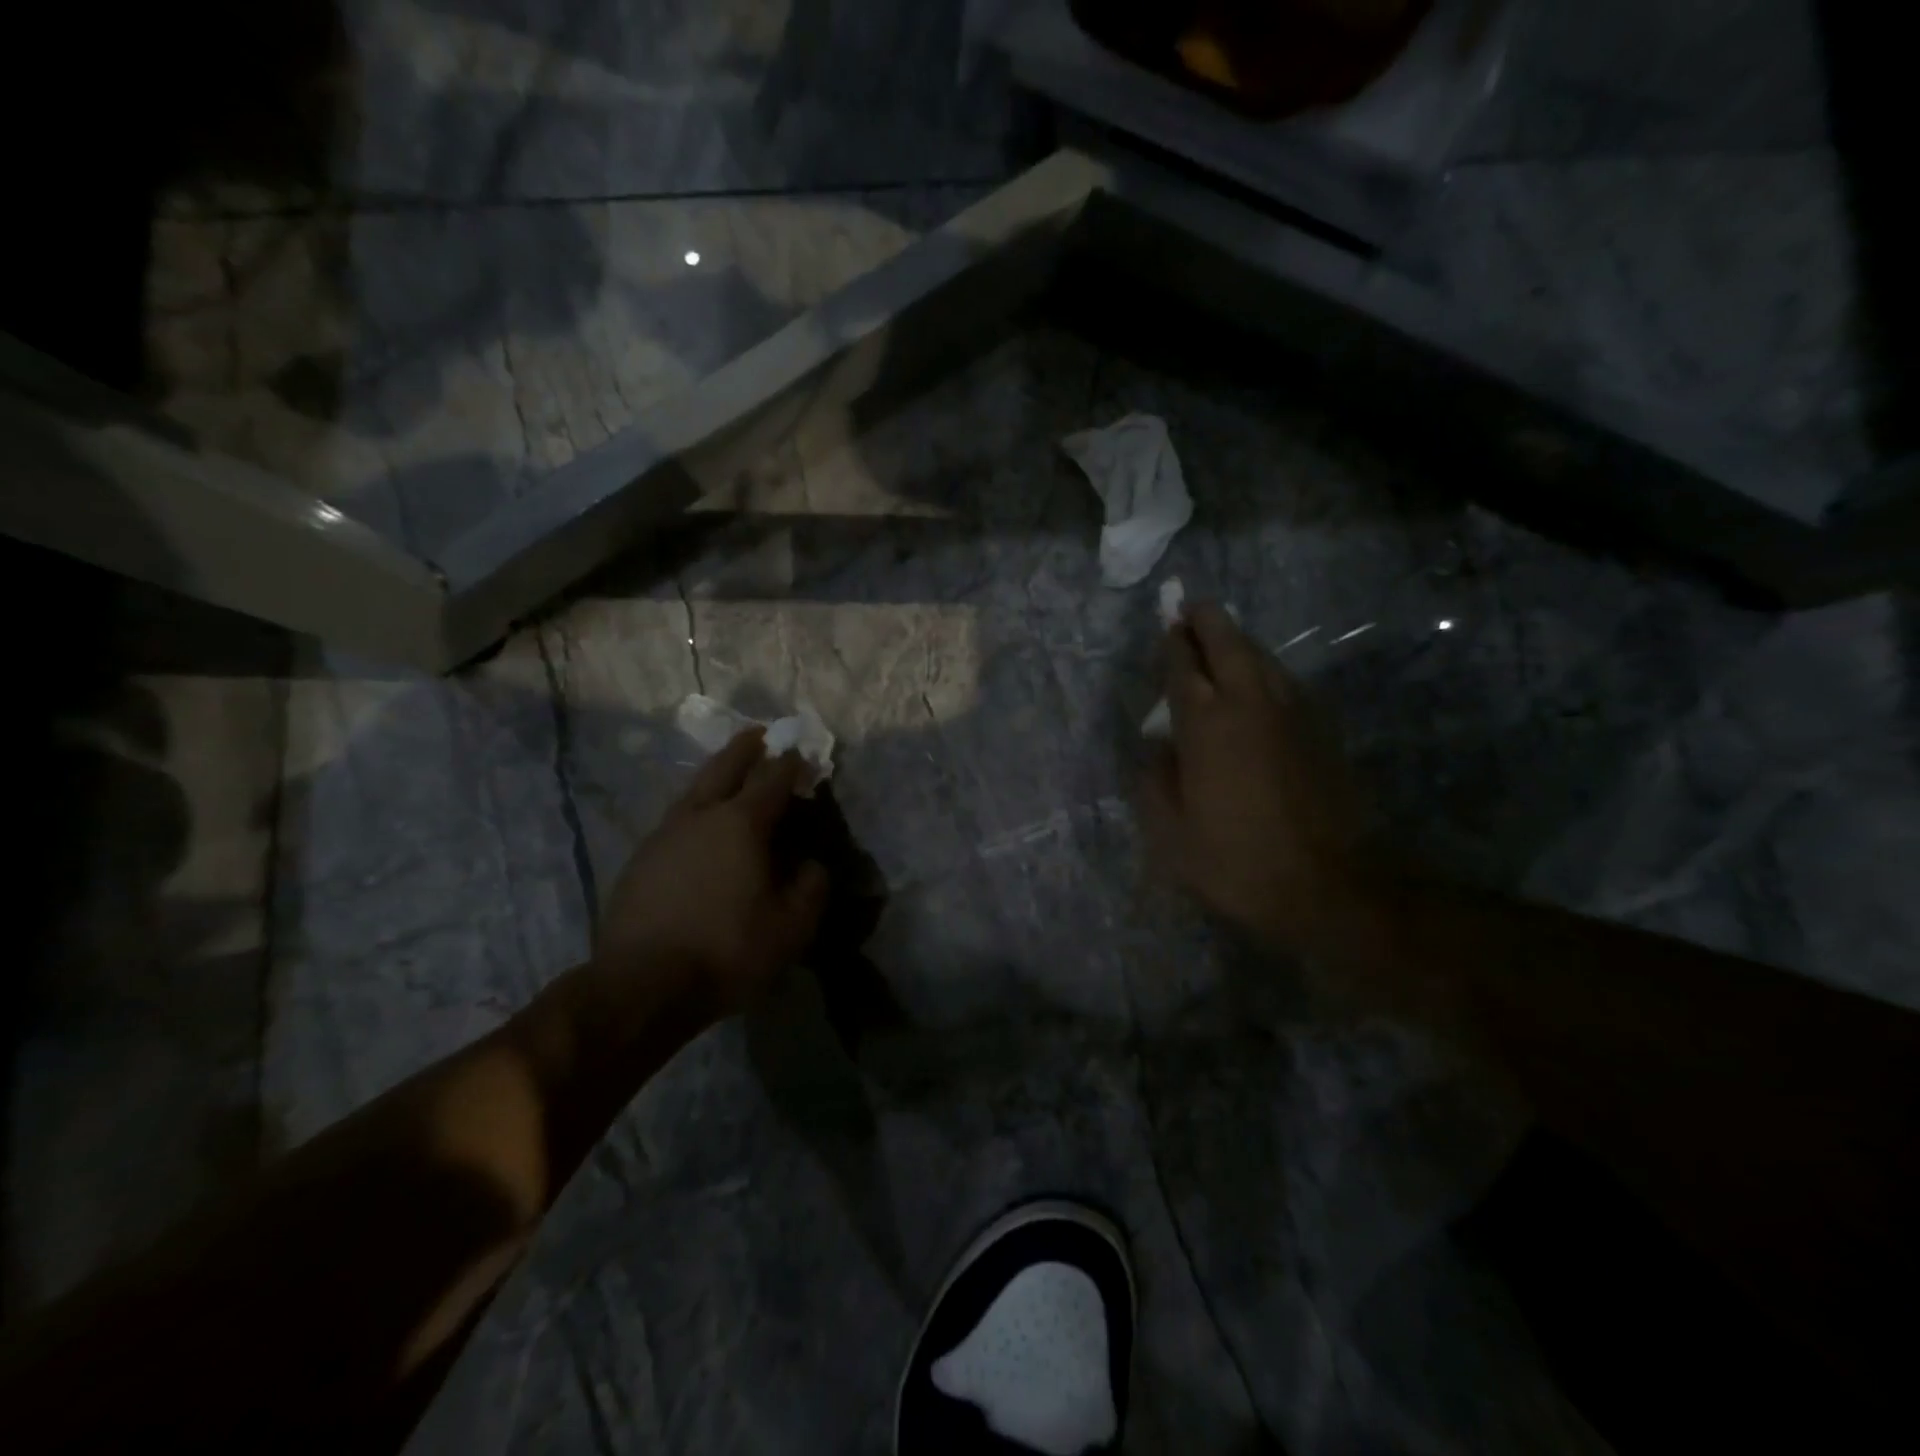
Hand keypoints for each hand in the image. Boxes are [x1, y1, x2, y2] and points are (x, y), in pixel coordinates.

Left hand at [594, 729, 827, 1019]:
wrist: (641, 985)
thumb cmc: (726, 950)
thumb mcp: (791, 927)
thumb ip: (811, 887)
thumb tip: (810, 864)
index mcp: (741, 823)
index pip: (773, 779)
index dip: (791, 764)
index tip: (802, 753)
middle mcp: (700, 816)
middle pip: (725, 767)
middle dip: (746, 748)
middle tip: (759, 734)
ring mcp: (664, 835)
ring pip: (694, 790)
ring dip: (715, 775)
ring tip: (728, 773)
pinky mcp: (640, 860)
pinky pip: (675, 820)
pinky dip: (694, 809)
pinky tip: (697, 827)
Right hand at [1140, 602, 1373, 956]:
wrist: (1329, 886)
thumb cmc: (1236, 861)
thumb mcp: (1170, 833)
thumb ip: (1155, 780)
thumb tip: (1157, 746)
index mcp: (1206, 723)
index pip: (1184, 666)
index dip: (1172, 644)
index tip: (1165, 627)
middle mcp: (1250, 702)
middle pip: (1228, 643)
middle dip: (1207, 621)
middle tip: (1191, 609)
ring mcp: (1293, 712)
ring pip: (1262, 657)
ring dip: (1238, 642)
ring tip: (1220, 639)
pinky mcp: (1322, 729)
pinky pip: (1285, 681)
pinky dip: (1264, 669)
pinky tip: (1257, 681)